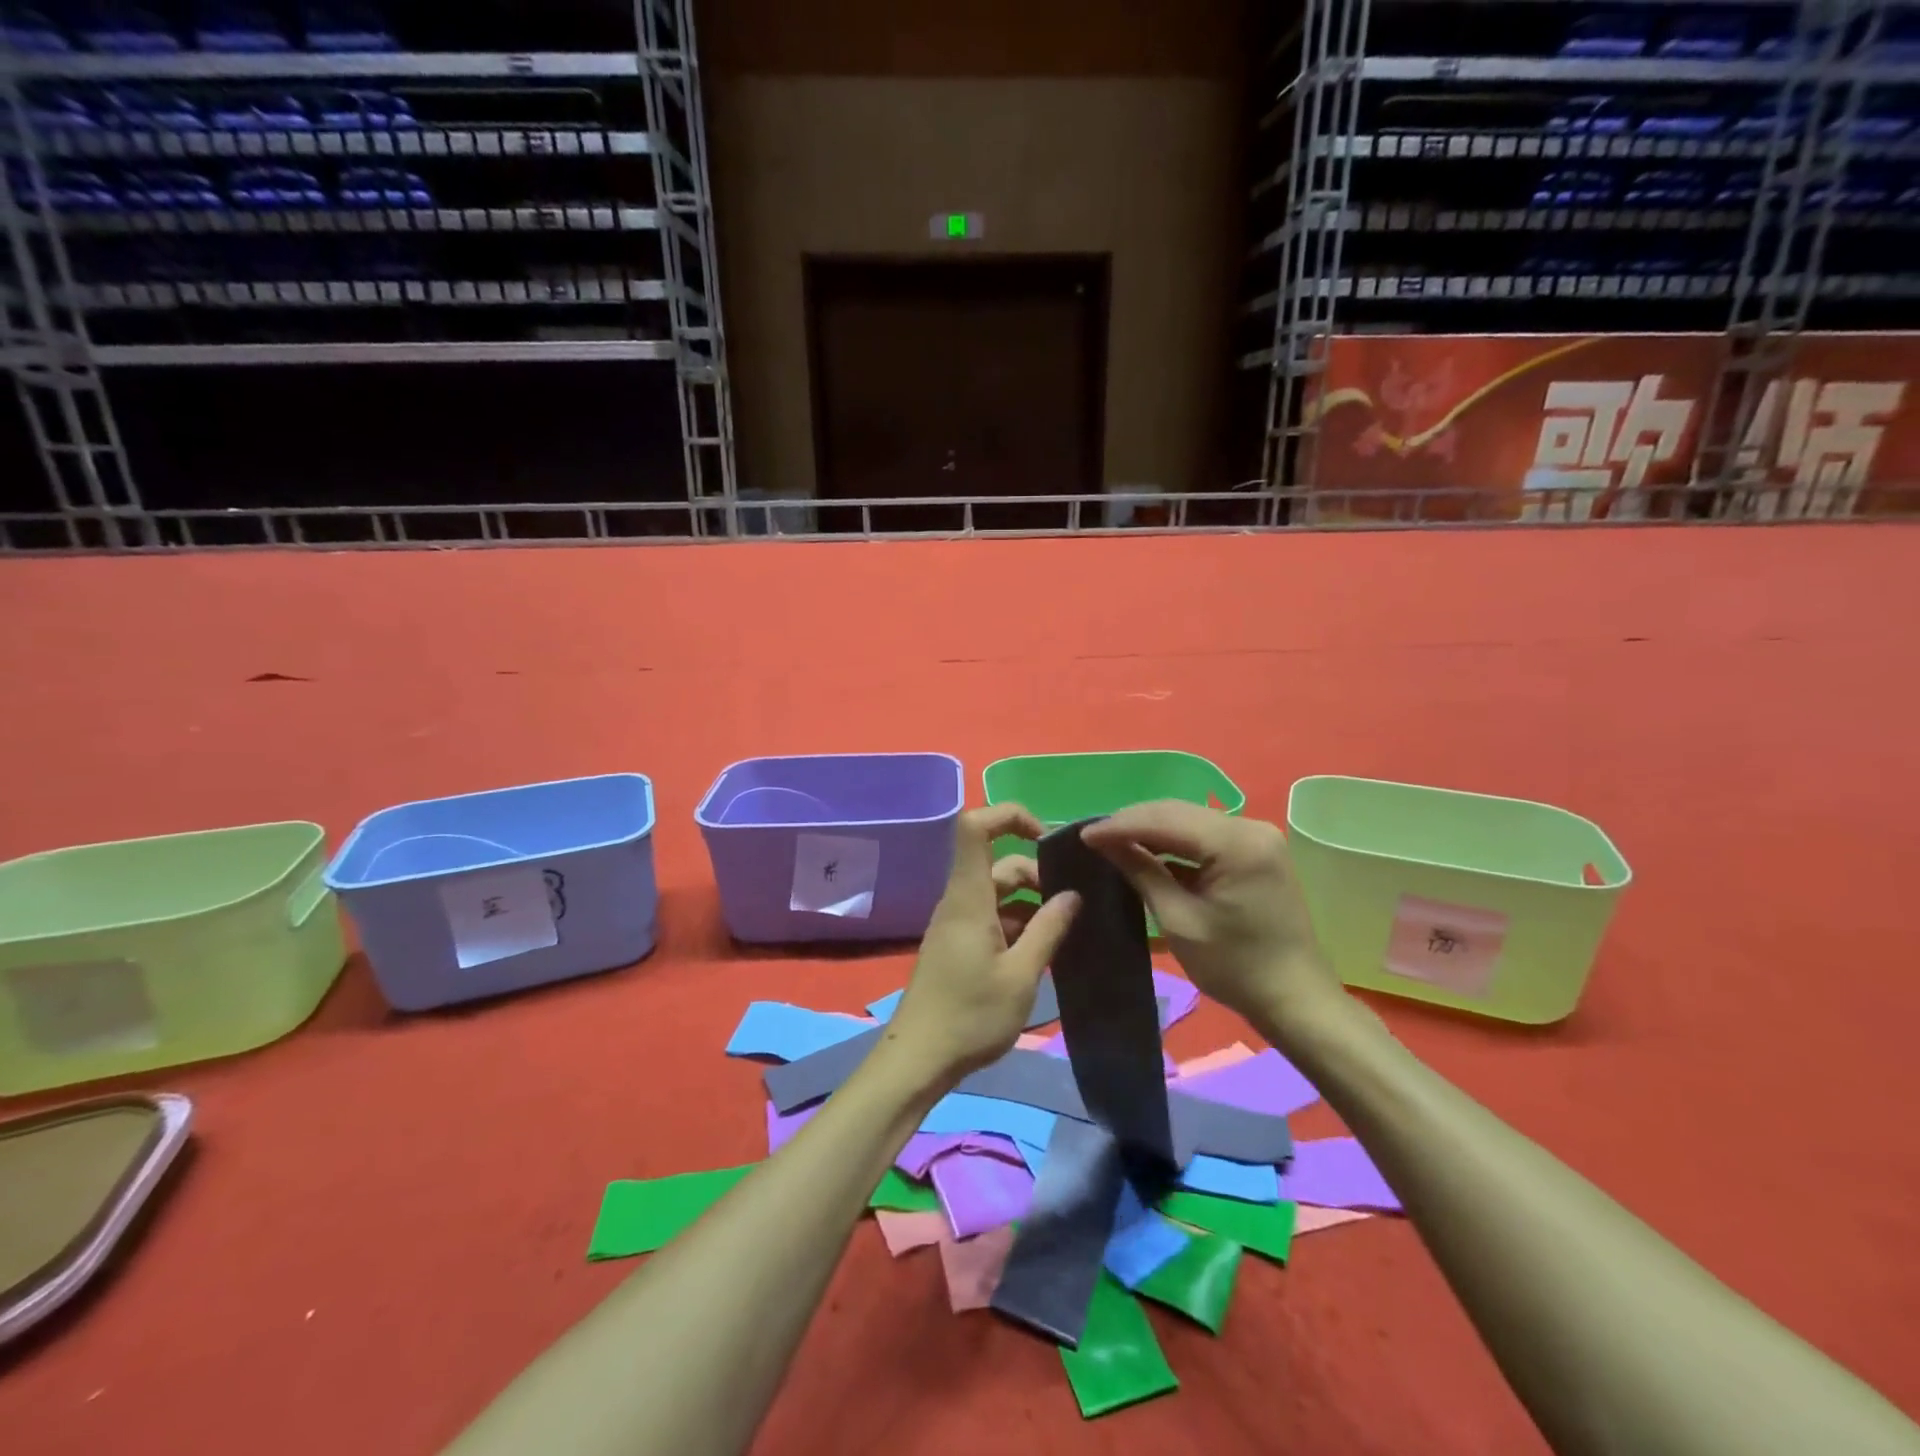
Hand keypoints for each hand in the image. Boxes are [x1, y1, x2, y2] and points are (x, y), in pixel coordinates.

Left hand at [883, 805, 1080, 1087]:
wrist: (919, 1059)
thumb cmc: (971, 1016)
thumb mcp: (1021, 975)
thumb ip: (1049, 929)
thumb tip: (1073, 894)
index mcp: (969, 897)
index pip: (974, 827)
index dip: (1009, 815)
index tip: (1046, 837)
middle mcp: (960, 901)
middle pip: (998, 864)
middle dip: (1037, 874)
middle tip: (1073, 906)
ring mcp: (956, 923)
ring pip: (997, 893)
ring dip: (1031, 904)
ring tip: (1066, 931)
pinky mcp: (957, 944)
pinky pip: (990, 916)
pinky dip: (1018, 923)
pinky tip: (1042, 950)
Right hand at [1081, 801, 1341, 1028]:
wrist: (1295, 999)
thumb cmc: (1235, 967)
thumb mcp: (1179, 920)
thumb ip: (1142, 872)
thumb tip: (1104, 842)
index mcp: (1236, 844)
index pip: (1166, 819)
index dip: (1120, 825)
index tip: (1083, 835)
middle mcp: (1250, 827)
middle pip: (1178, 812)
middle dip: (1133, 822)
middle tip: (1094, 837)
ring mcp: (1257, 837)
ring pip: (1190, 820)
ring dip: (1151, 829)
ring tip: (1112, 842)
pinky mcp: (1256, 851)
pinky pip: (1205, 835)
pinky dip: (1173, 841)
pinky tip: (1147, 851)